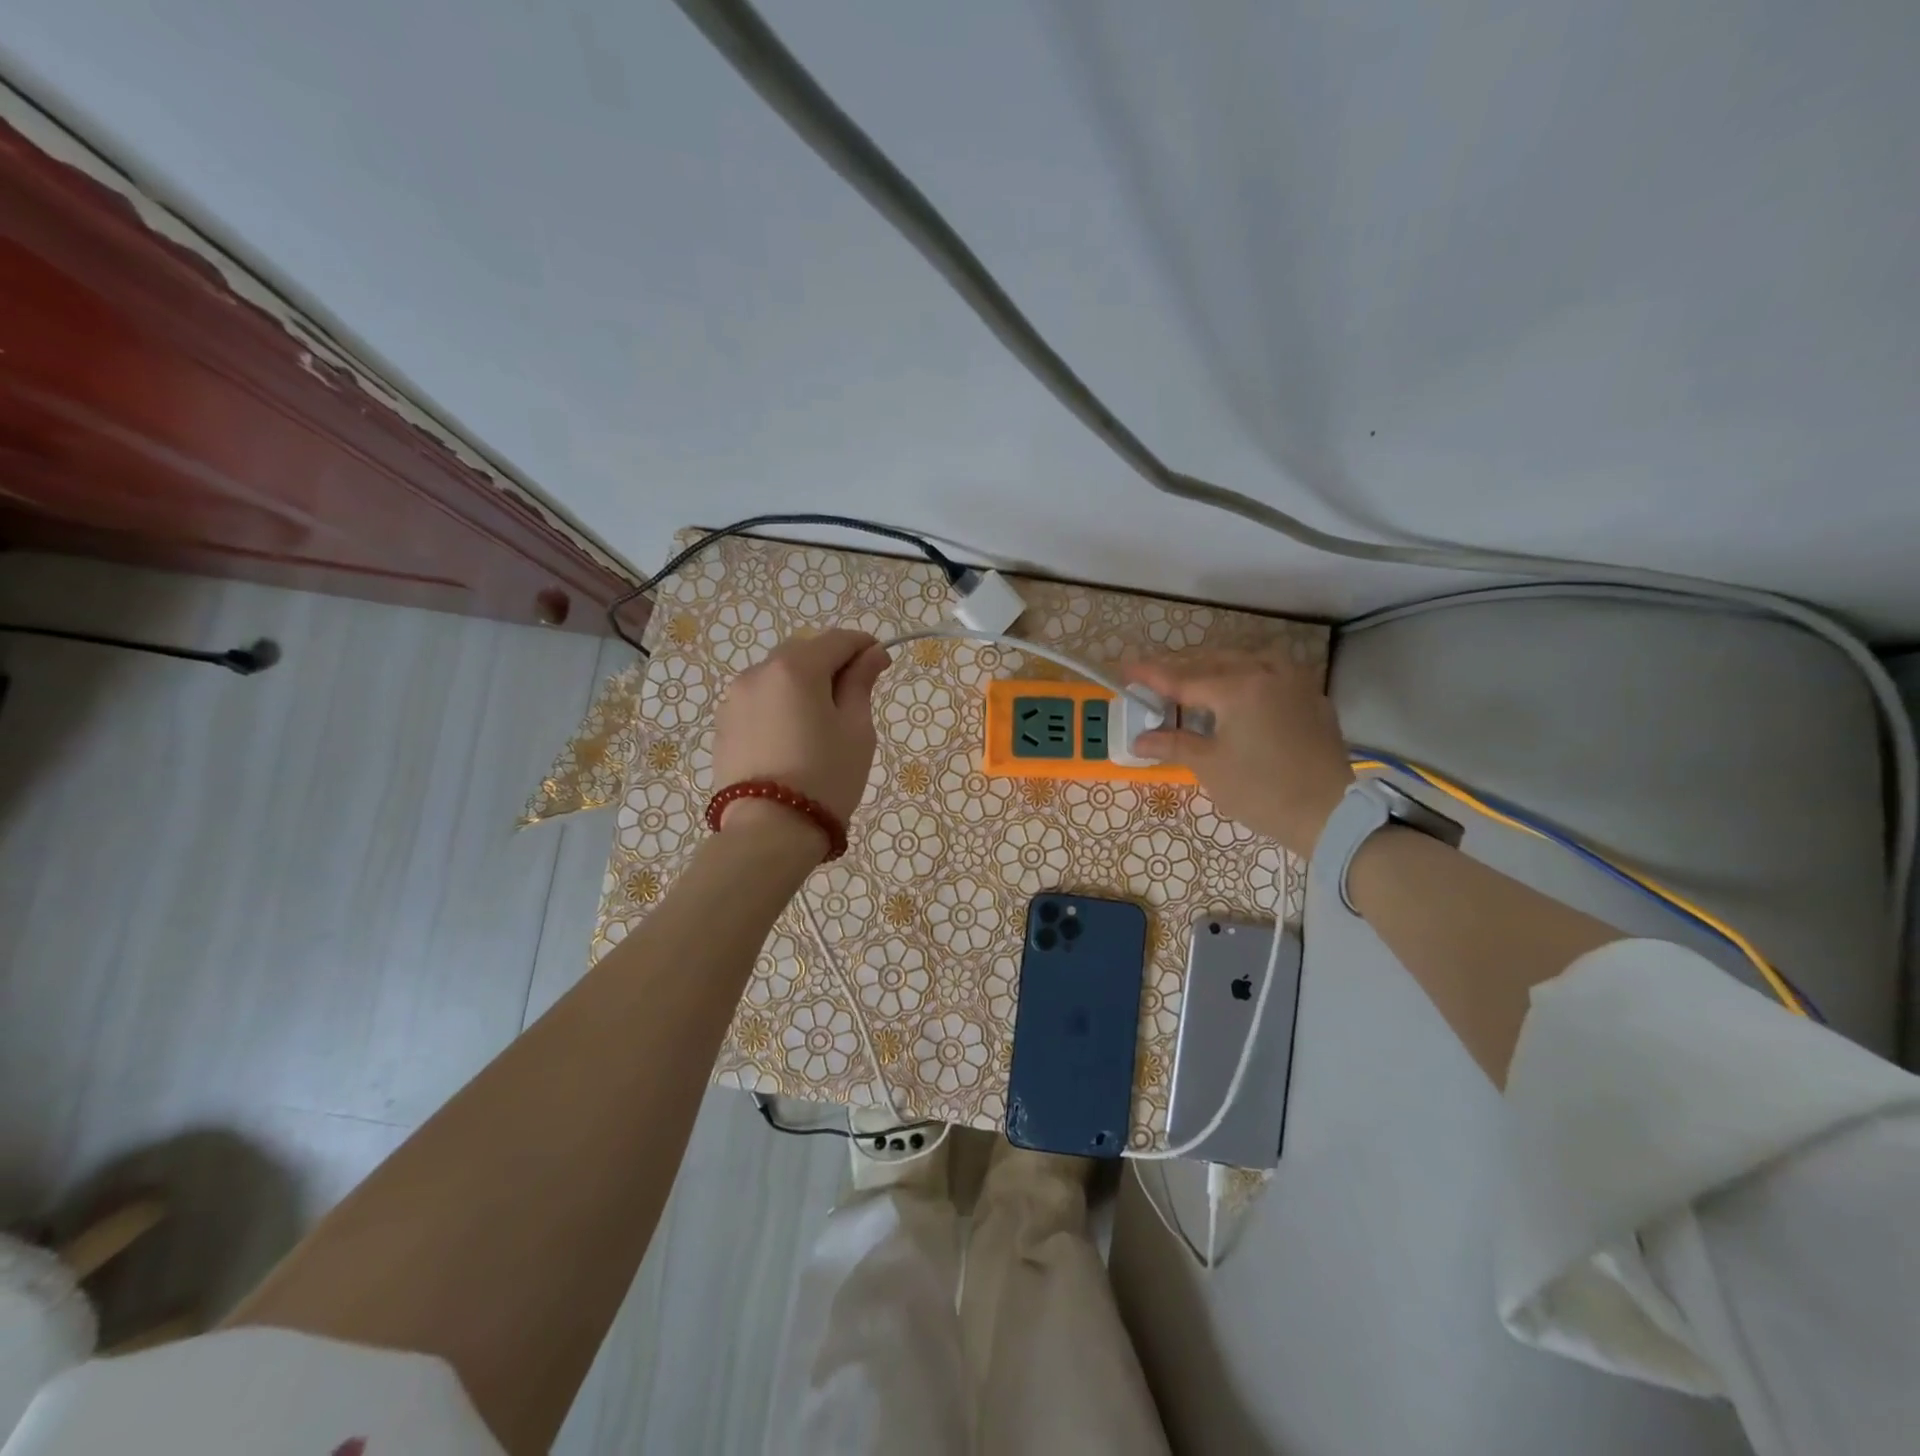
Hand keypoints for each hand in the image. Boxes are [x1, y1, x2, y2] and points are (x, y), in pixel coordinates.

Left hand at [711, 629, 891, 835]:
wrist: (769, 831)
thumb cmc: (826, 777)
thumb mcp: (856, 730)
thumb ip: (861, 684)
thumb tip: (871, 654)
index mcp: (795, 668)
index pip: (836, 640)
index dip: (864, 646)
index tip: (883, 663)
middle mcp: (758, 673)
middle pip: (803, 651)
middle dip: (831, 662)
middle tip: (854, 696)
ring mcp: (735, 698)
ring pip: (777, 675)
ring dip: (803, 682)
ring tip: (821, 720)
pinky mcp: (723, 725)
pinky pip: (759, 699)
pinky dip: (780, 703)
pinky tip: (793, 736)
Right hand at [1123, 648, 1352, 854]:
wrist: (1329, 814)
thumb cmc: (1261, 791)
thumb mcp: (1210, 767)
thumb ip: (1173, 744)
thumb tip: (1138, 740)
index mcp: (1237, 689)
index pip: (1183, 679)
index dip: (1152, 675)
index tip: (1127, 668)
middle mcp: (1267, 675)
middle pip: (1215, 663)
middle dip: (1184, 669)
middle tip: (1159, 683)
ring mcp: (1296, 684)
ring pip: (1251, 660)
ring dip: (1221, 667)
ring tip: (1201, 683)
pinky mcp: (1314, 700)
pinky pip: (1277, 674)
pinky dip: (1252, 676)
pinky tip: (1245, 695)